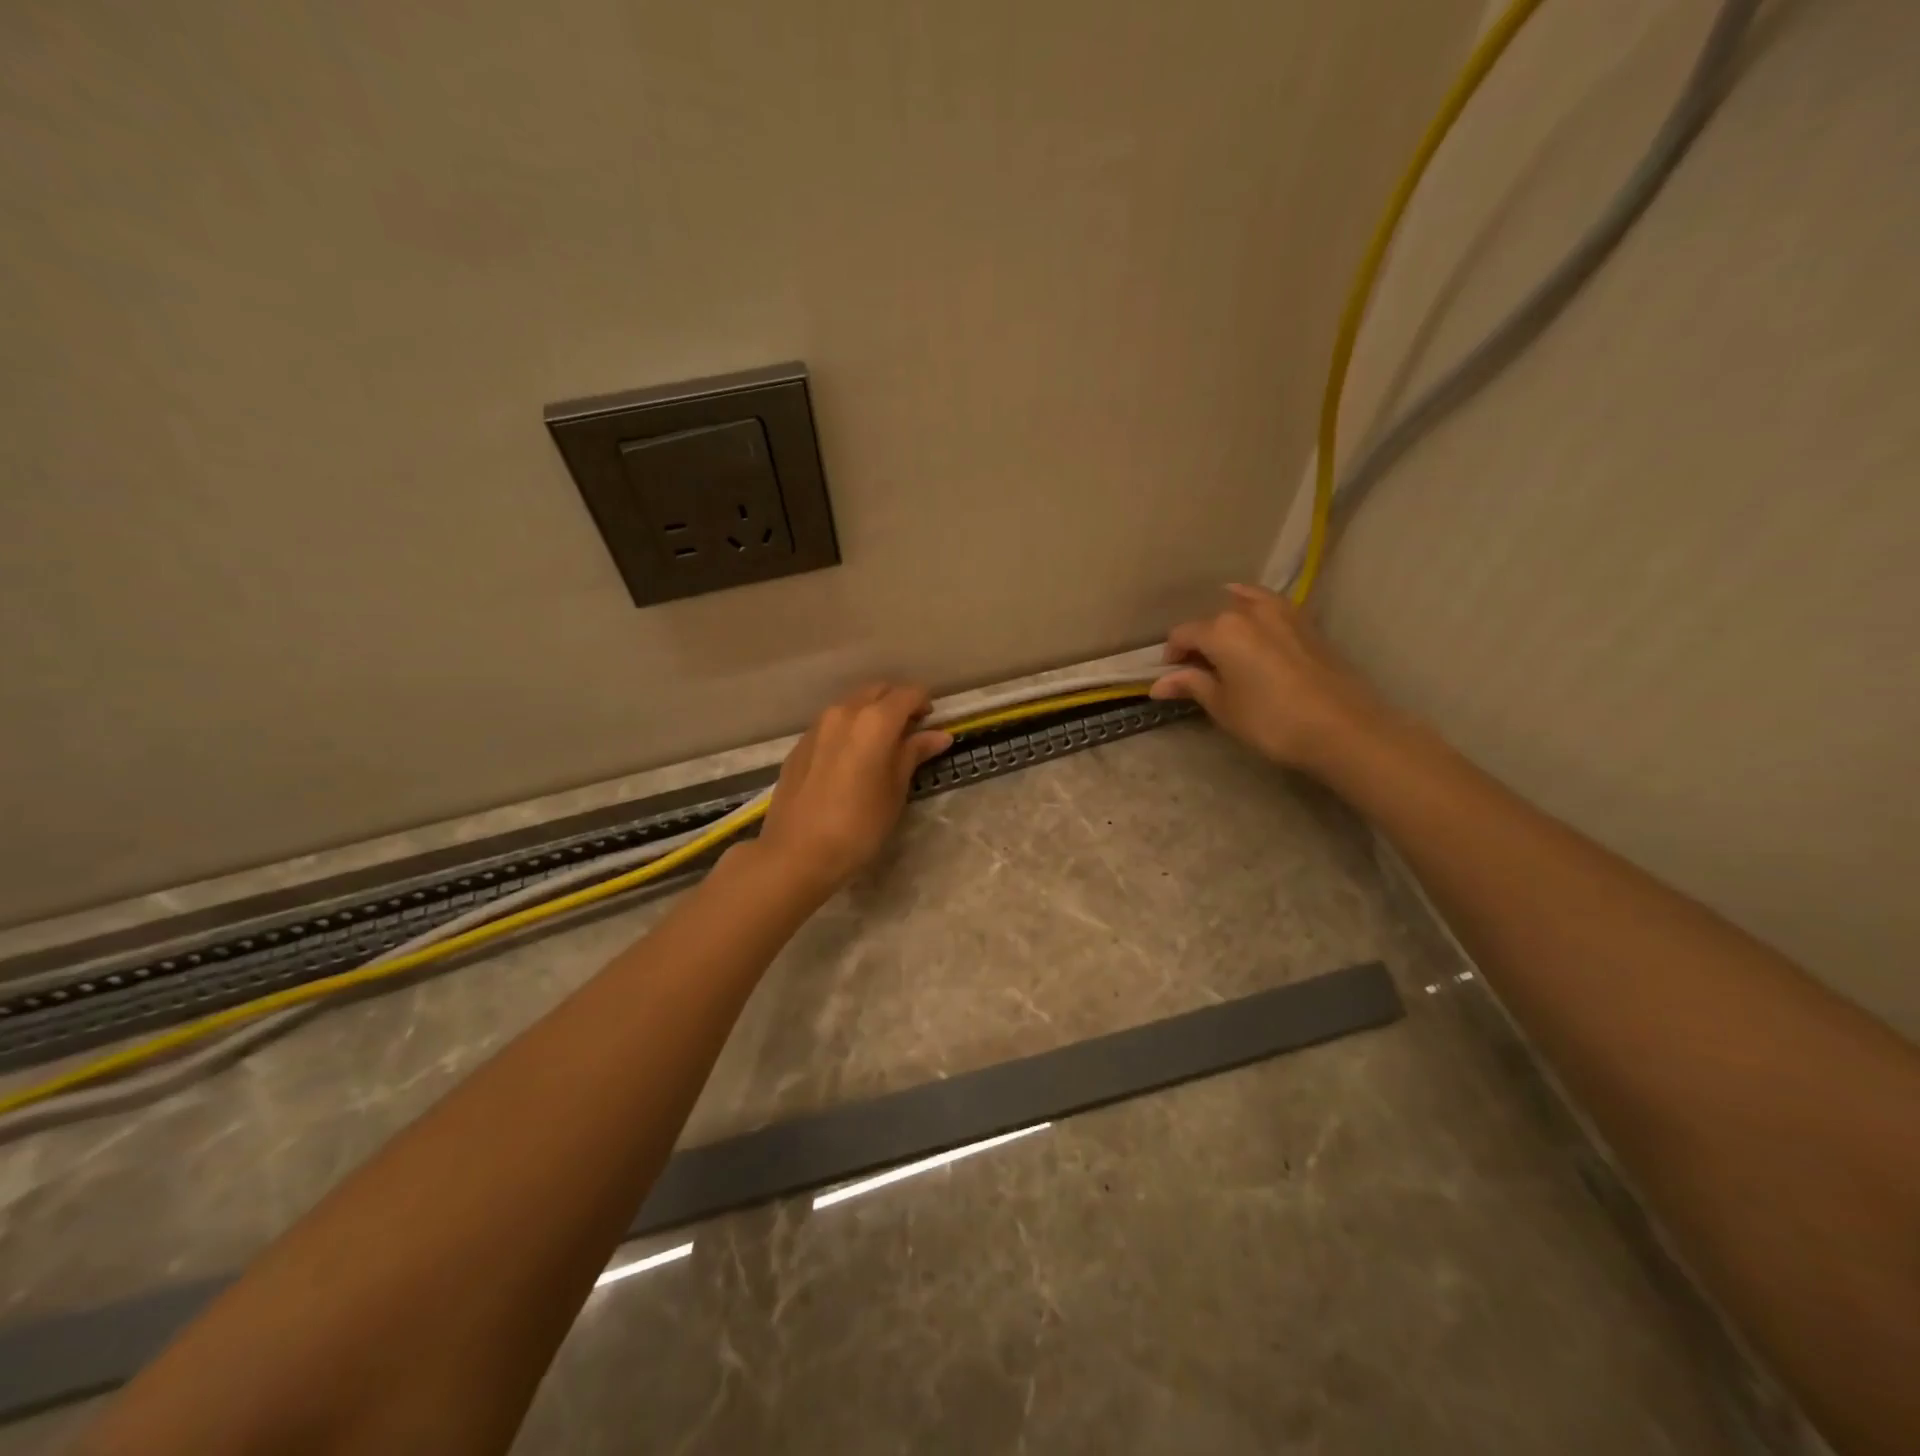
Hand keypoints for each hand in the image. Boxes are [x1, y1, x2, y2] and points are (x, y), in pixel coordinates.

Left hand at [752, 683, 952, 901]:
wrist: (797, 852)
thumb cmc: (859, 825)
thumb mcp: (895, 790)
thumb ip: (914, 754)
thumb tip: (938, 735)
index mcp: (875, 721)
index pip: (907, 694)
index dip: (923, 703)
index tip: (931, 721)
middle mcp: (844, 712)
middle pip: (877, 691)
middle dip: (896, 702)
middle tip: (909, 730)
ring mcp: (817, 726)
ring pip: (852, 704)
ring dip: (871, 713)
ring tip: (881, 744)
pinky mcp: (800, 744)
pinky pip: (831, 723)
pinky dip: (848, 728)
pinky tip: (851, 758)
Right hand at [1150, 584, 1396, 775]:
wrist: (1342, 727)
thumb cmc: (1271, 720)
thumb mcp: (1223, 707)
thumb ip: (1192, 686)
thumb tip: (1158, 684)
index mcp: (1221, 630)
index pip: (1183, 634)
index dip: (1172, 655)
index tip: (1172, 678)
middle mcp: (1249, 611)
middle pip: (1212, 619)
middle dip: (1200, 641)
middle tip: (1198, 669)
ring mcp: (1283, 612)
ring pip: (1243, 606)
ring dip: (1227, 622)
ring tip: (1224, 646)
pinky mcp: (1307, 623)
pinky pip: (1270, 608)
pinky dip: (1256, 612)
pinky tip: (1254, 628)